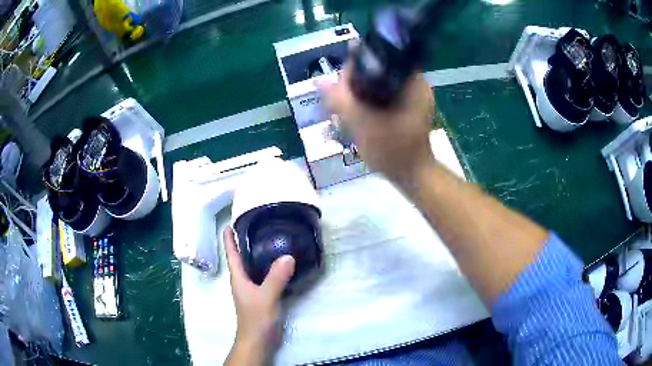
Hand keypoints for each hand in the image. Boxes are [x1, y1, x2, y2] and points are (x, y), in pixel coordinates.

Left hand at [223, 227, 295, 364]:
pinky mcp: (262, 297)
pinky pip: (264, 277)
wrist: (258, 340)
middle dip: (244, 243)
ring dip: (257, 254)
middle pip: (241, 258)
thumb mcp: (266, 297)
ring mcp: (252, 290)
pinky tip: (281, 265)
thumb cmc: (256, 318)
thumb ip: (276, 278)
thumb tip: (288, 256)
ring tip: (269, 240)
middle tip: (255, 226)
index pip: (232, 254)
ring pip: (253, 267)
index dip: (229, 239)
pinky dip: (269, 268)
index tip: (228, 224)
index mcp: (238, 278)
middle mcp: (243, 281)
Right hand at [319, 64, 435, 183]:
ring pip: (380, 84)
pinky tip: (359, 113)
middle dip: (356, 83)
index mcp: (412, 81)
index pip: (379, 58)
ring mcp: (414, 96)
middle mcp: (416, 84)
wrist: (412, 175)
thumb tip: (317, 80)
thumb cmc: (392, 150)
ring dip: (361, 93)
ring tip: (347, 108)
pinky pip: (385, 95)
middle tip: (341, 101)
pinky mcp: (409, 107)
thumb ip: (340, 100)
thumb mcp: (363, 123)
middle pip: (379, 71)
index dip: (356, 66)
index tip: (341, 84)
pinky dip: (371, 101)